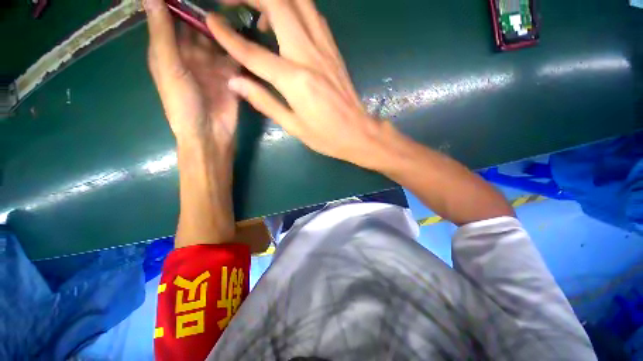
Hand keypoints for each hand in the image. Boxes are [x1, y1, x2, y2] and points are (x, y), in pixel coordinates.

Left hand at [145, 0, 239, 150]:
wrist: (210, 133)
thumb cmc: (183, 103)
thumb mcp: (168, 66)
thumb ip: (162, 31)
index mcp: (169, 49)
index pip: (170, 16)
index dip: (175, 0)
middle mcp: (191, 53)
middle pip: (196, 24)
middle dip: (203, 9)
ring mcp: (213, 64)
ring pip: (217, 38)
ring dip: (223, 25)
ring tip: (233, 7)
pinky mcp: (231, 75)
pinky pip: (234, 55)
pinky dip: (238, 45)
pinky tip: (244, 32)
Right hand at [206, 0, 384, 168]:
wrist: (358, 132)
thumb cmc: (326, 136)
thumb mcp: (293, 126)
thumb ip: (264, 101)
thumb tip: (236, 82)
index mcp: (295, 80)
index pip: (253, 52)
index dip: (228, 35)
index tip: (210, 20)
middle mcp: (309, 55)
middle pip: (277, 4)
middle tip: (231, 3)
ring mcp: (325, 48)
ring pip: (298, 1)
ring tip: (257, 13)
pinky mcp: (334, 49)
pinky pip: (313, 15)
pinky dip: (294, 7)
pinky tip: (285, 22)